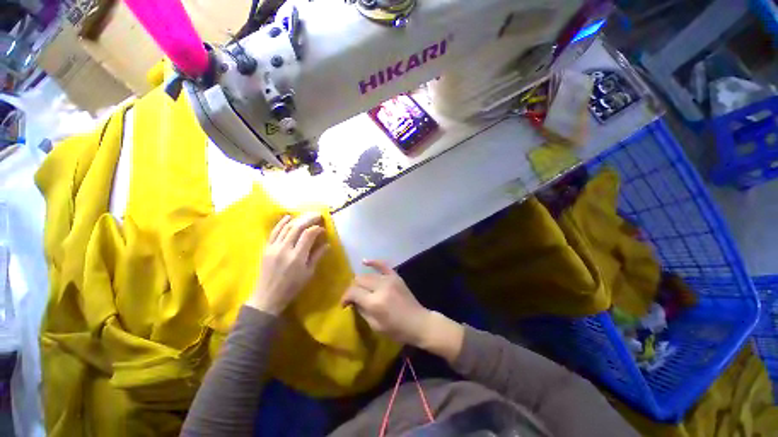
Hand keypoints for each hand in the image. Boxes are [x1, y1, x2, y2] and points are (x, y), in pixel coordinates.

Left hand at [247, 213, 328, 314]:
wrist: (268, 297)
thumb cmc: (292, 287)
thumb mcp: (308, 273)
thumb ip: (317, 256)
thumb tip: (327, 244)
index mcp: (297, 257)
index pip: (308, 235)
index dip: (317, 229)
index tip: (323, 229)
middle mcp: (284, 249)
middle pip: (297, 227)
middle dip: (309, 219)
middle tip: (318, 215)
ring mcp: (273, 248)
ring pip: (286, 227)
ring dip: (297, 219)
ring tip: (307, 216)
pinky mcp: (266, 248)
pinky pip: (274, 232)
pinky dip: (281, 223)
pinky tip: (288, 217)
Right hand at [341, 260, 432, 346]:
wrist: (418, 322)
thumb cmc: (397, 330)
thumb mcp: (375, 326)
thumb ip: (362, 311)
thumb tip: (353, 301)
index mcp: (375, 302)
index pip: (353, 292)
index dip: (345, 297)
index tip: (344, 304)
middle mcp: (381, 287)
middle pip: (359, 280)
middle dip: (353, 288)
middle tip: (353, 298)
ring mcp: (389, 279)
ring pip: (368, 274)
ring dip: (361, 281)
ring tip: (361, 288)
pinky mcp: (396, 276)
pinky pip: (383, 265)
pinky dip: (373, 262)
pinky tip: (364, 261)